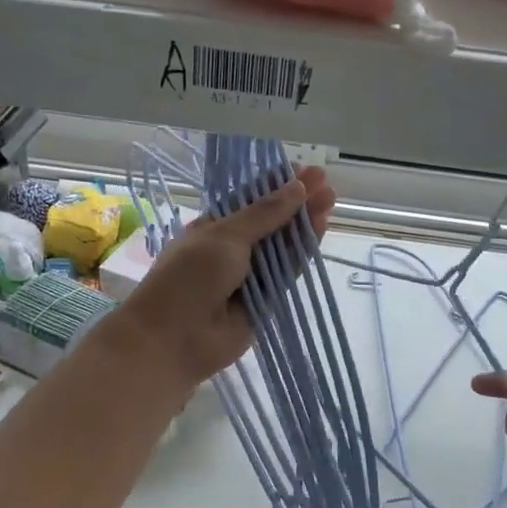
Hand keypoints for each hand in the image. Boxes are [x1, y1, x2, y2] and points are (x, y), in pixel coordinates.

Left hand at [113, 166, 336, 388]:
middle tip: (327, 182)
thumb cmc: (189, 277)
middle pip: (271, 221)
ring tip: (331, 199)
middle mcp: (232, 249)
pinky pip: (288, 272)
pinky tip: (320, 228)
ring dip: (304, 223)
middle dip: (296, 201)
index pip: (249, 199)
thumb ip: (264, 214)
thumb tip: (297, 188)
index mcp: (213, 227)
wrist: (175, 338)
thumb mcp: (224, 236)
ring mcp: (250, 275)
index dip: (276, 184)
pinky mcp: (266, 300)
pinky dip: (302, 252)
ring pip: (283, 246)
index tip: (303, 169)